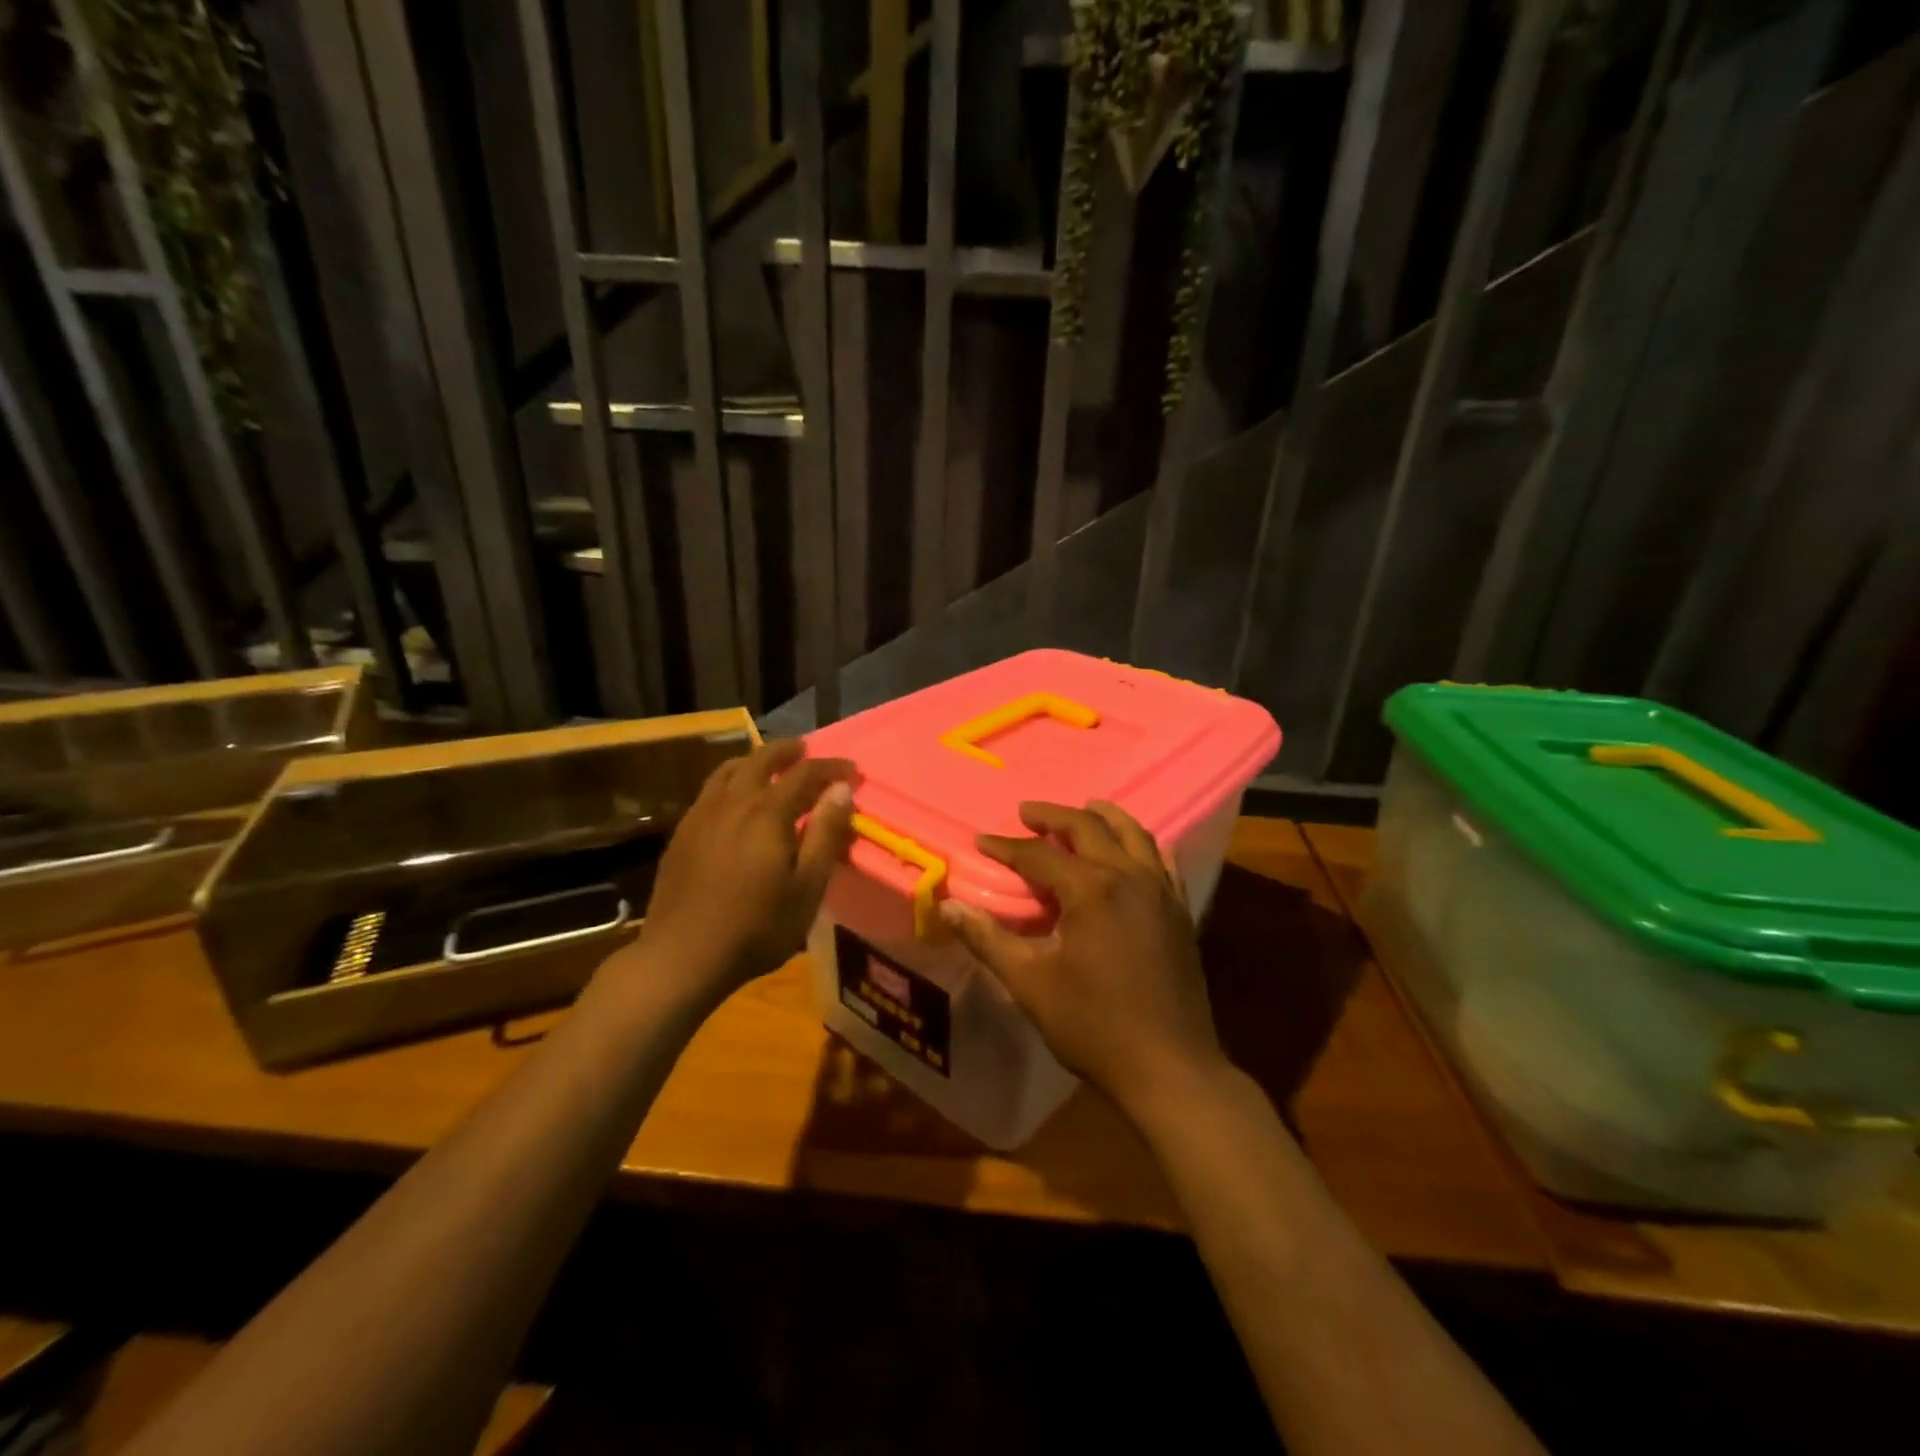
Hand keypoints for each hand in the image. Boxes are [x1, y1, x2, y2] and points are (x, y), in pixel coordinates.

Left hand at [637, 739, 855, 1000]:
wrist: (682, 957)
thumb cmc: (757, 928)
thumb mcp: (806, 887)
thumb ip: (825, 834)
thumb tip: (841, 790)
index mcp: (768, 813)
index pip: (805, 773)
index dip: (831, 767)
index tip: (851, 770)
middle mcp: (733, 802)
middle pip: (762, 760)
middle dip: (788, 751)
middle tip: (806, 750)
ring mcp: (702, 815)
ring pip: (730, 770)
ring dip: (755, 760)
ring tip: (769, 764)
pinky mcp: (682, 832)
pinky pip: (710, 789)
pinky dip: (730, 779)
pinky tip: (734, 798)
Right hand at [937, 800, 1226, 1123]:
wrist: (1169, 1066)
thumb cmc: (1093, 1025)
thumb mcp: (1030, 983)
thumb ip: (988, 939)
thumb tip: (949, 905)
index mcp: (1090, 889)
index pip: (1038, 855)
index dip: (1006, 846)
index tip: (982, 840)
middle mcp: (1128, 876)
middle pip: (1089, 828)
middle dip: (1053, 816)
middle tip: (1027, 812)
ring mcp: (1161, 891)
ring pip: (1133, 834)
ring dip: (1104, 817)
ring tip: (1085, 809)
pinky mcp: (1180, 911)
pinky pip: (1162, 861)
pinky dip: (1142, 845)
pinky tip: (1134, 850)